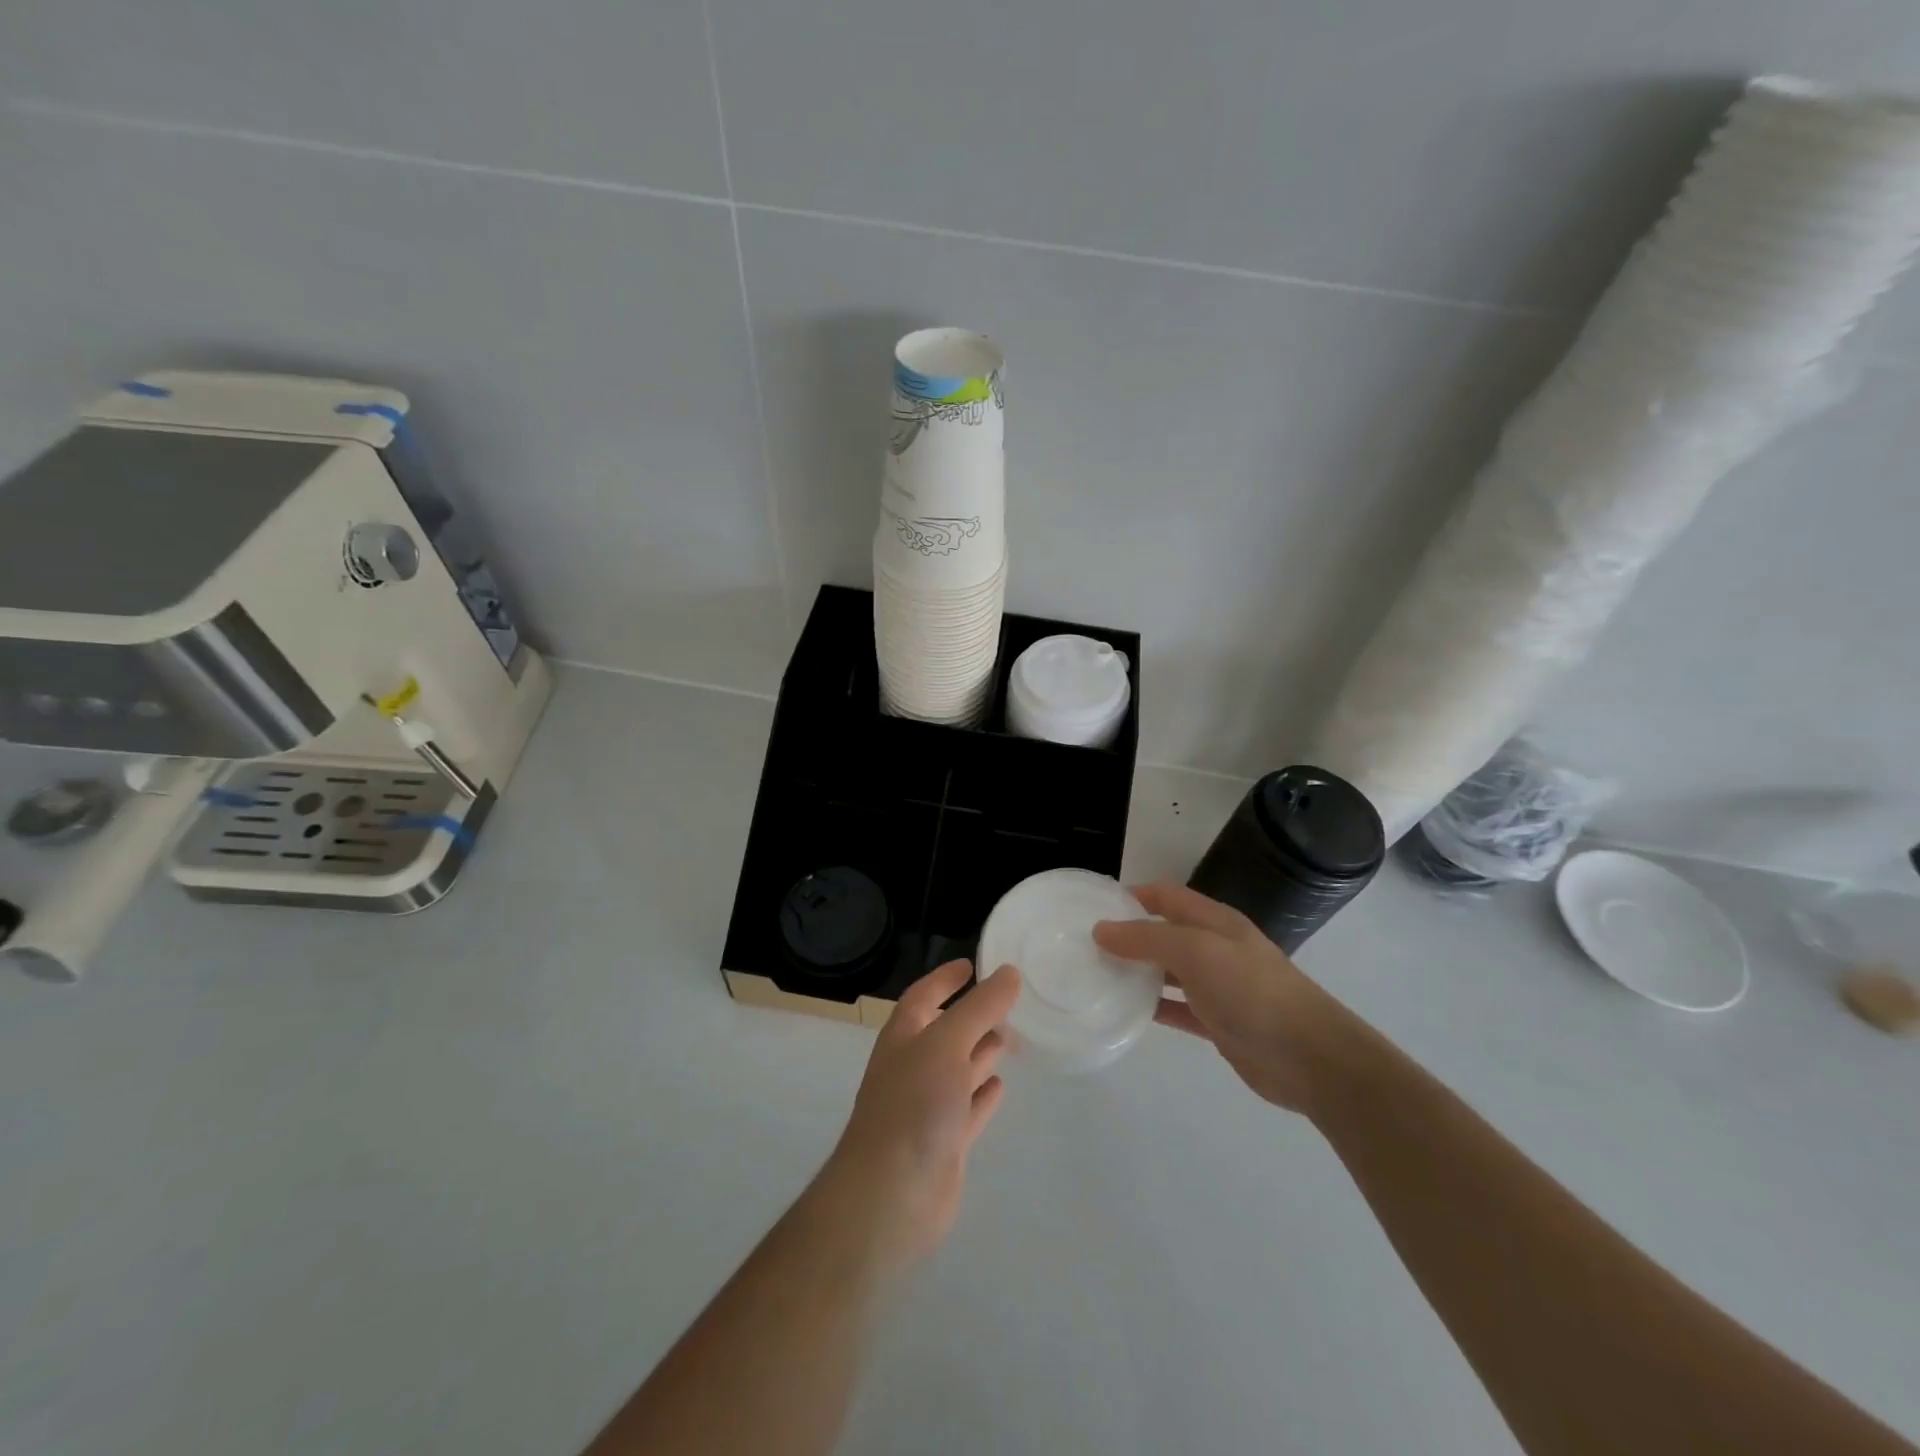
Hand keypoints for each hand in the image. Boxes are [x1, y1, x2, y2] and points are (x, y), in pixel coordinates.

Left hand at [814, 960, 1018, 1270]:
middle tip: (1009, 1002)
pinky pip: (968, 1108)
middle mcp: (913, 1066)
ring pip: (959, 1069)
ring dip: (981, 1052)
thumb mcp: (948, 1042)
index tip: (973, 963)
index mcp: (904, 1037)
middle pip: (945, 1031)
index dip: (945, 978)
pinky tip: (1002, 1086)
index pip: (923, 995)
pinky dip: (983, 1094)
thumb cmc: (914, 1104)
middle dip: (972, 1015)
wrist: (891, 1195)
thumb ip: (980, 1007)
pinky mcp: (945, 1141)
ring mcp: (928, 1106)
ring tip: (1012, 1036)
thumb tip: (1009, 971)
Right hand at [1093, 882, 1356, 1112]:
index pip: (1166, 895)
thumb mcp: (1196, 951)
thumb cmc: (1252, 991)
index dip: (1133, 895)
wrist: (1310, 1057)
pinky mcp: (1218, 1023)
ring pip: (1168, 971)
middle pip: (1165, 932)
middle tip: (1086, 945)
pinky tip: (1125, 1012)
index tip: (1094, 907)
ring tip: (1097, 976)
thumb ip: (1148, 938)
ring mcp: (1217, 987)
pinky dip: (1153, 1007)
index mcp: (1214, 921)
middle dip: (1129, 934)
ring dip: (1137, 971)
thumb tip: (1101, 929)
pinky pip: (1177, 1008)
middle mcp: (1215, 948)